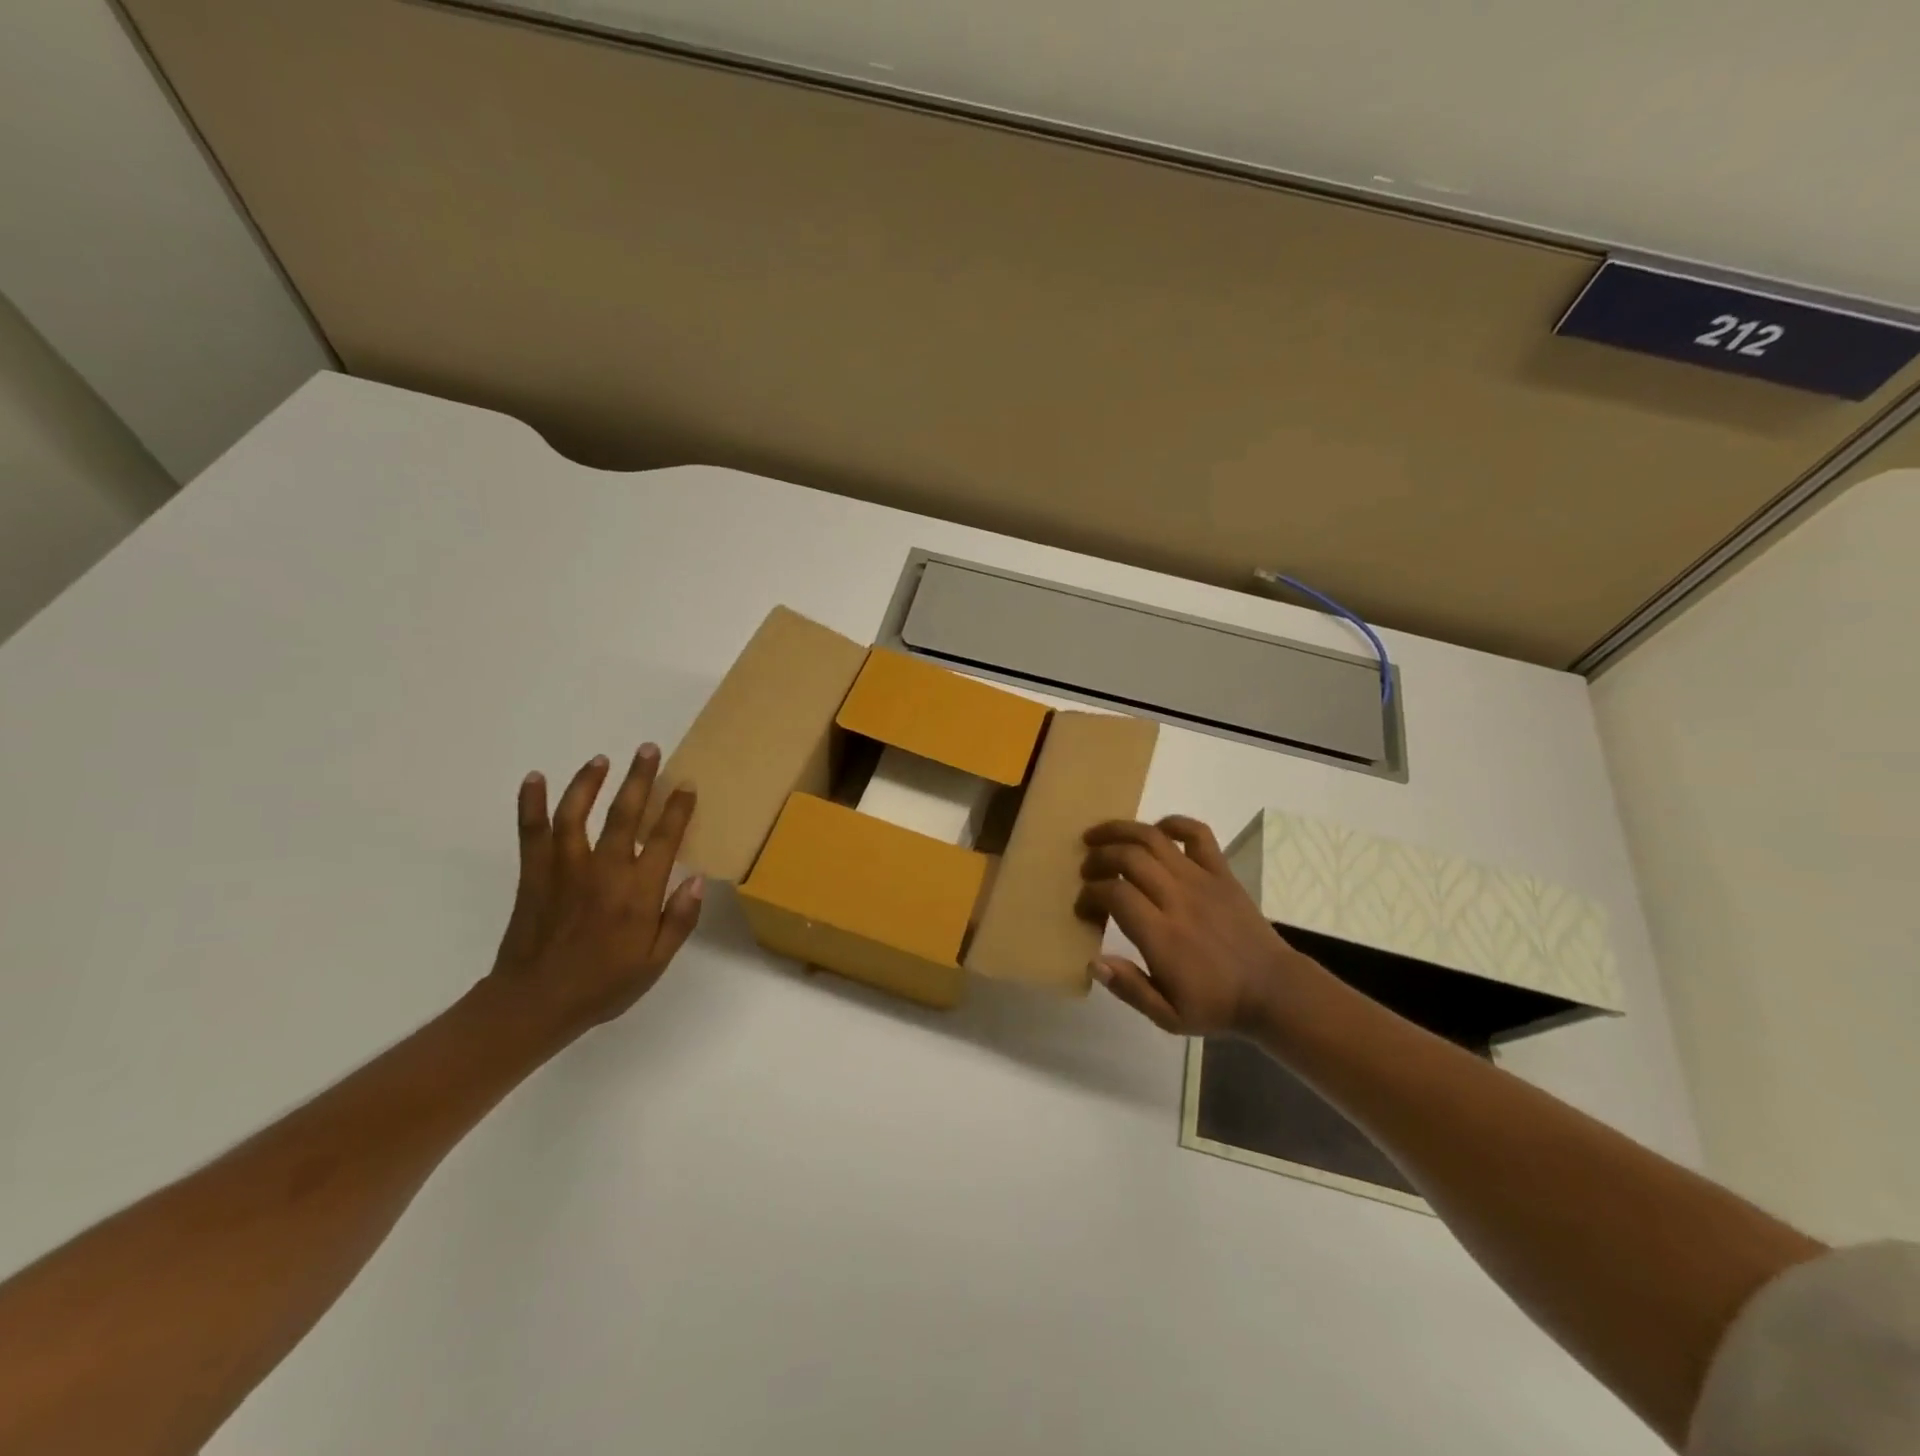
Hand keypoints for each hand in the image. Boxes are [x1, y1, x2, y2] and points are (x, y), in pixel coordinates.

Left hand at [486, 743, 702, 1035]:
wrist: (535, 1004)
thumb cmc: (603, 985)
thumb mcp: (655, 963)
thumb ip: (679, 920)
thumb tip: (697, 879)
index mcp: (638, 893)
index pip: (664, 839)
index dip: (677, 809)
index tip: (685, 785)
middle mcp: (604, 871)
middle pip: (625, 814)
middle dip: (640, 779)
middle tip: (649, 749)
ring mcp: (565, 869)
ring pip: (578, 814)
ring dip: (590, 782)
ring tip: (602, 758)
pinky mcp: (534, 874)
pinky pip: (532, 832)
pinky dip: (531, 804)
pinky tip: (535, 778)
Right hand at [1075, 816, 1319, 1037]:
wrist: (1275, 992)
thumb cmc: (1217, 1005)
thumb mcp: (1168, 1017)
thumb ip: (1130, 988)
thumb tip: (1093, 962)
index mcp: (1162, 935)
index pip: (1115, 894)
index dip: (1090, 894)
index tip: (1083, 907)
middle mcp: (1178, 898)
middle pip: (1128, 857)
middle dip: (1098, 857)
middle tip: (1086, 870)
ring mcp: (1202, 880)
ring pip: (1153, 838)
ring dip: (1120, 830)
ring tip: (1098, 836)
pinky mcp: (1221, 872)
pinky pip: (1197, 833)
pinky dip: (1173, 823)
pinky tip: (1156, 831)